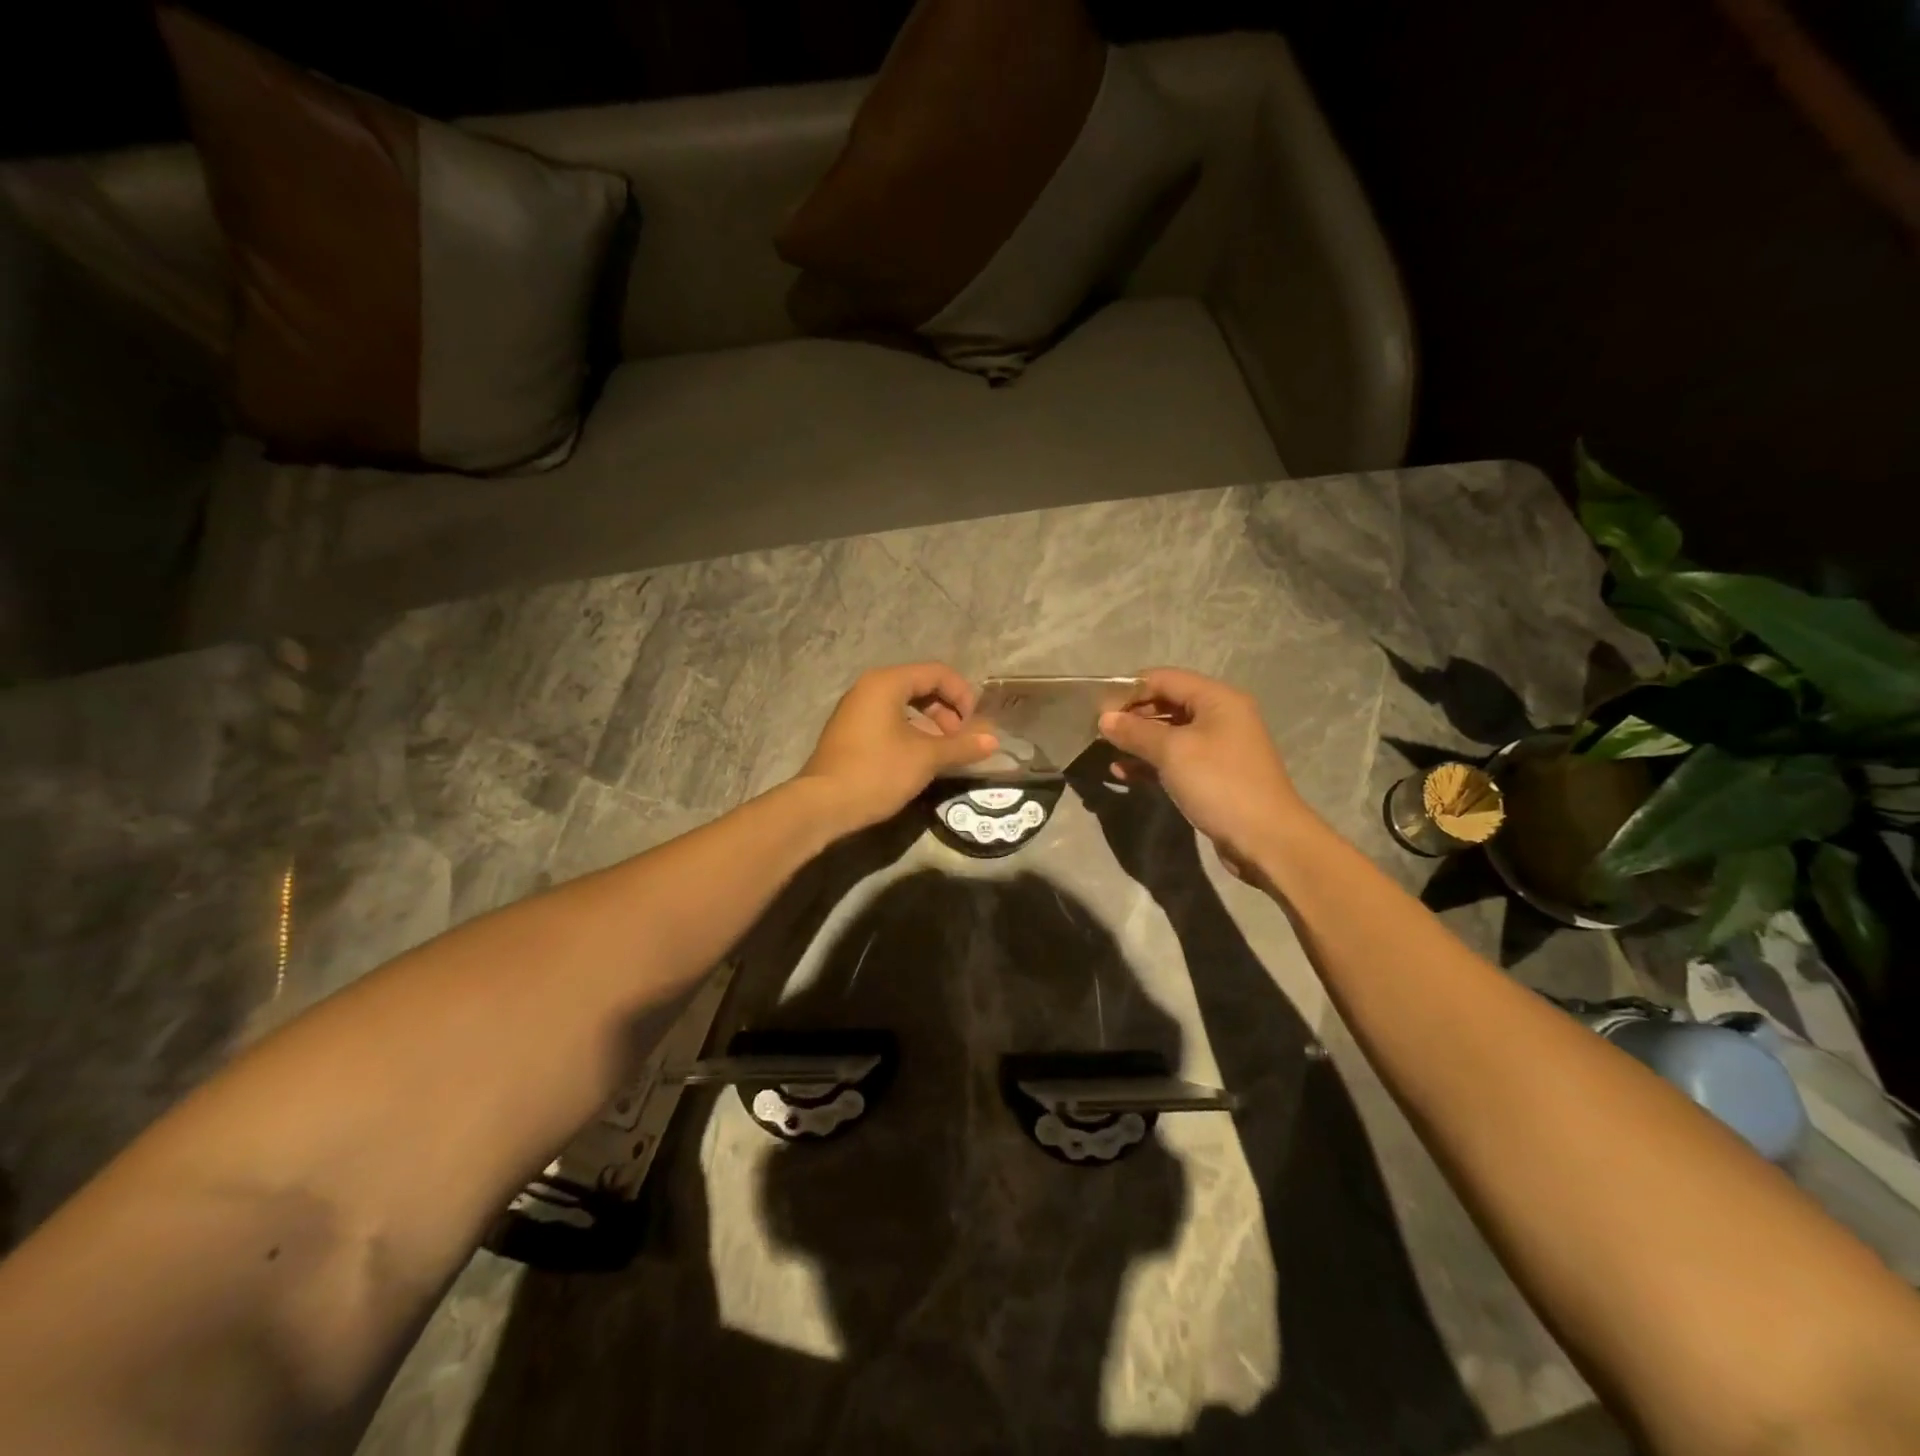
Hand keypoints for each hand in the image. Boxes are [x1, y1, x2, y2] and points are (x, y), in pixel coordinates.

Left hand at [800, 664, 998, 830]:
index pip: (937, 673)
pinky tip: (919, 760)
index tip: (974, 725)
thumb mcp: (926, 758)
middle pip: (921, 686)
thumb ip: (962, 746)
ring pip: (904, 705)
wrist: (822, 805)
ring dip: (931, 725)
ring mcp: (856, 710)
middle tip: (959, 741)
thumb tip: (994, 740)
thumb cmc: (876, 772)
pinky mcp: (850, 732)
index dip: (963, 695)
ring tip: (943, 753)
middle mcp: (869, 688)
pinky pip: (889, 721)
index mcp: (886, 683)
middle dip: (947, 711)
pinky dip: (910, 733)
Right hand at [1098, 668, 1318, 874]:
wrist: (1266, 839)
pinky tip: (1123, 773)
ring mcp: (1218, 747)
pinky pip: (1175, 759)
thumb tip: (1105, 719)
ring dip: (1138, 742)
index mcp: (1217, 699)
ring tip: (1107, 753)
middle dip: (1132, 716)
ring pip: (1169, 734)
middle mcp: (1220, 716)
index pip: (1164, 679)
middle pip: (1166, 704)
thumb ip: (1136, 731)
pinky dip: (1151, 763)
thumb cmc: (1220, 784)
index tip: (1098, 709)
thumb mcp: (1173, 752)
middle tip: (1099, 733)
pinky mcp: (1213, 775)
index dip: (1129, 689)